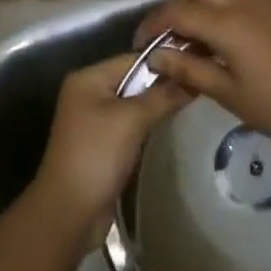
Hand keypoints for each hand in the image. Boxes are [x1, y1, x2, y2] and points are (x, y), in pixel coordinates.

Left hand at [31, 54, 189, 249]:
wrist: (70, 212)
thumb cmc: (97, 155)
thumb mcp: (132, 120)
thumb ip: (163, 95)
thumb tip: (194, 78)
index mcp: (88, 78)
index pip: (134, 58)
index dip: (166, 61)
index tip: (199, 65)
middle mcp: (88, 93)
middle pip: (134, 79)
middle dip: (164, 83)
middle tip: (200, 84)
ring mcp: (94, 119)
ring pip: (135, 102)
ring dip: (159, 104)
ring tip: (193, 102)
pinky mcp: (103, 142)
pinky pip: (131, 123)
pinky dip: (149, 123)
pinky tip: (172, 124)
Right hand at [135, 0, 270, 150]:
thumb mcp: (229, 94)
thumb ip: (190, 71)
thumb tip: (156, 57)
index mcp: (224, 24)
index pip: (175, 11)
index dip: (153, 24)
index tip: (144, 43)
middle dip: (180, 5)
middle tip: (180, 37)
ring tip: (210, 24)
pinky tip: (244, 11)